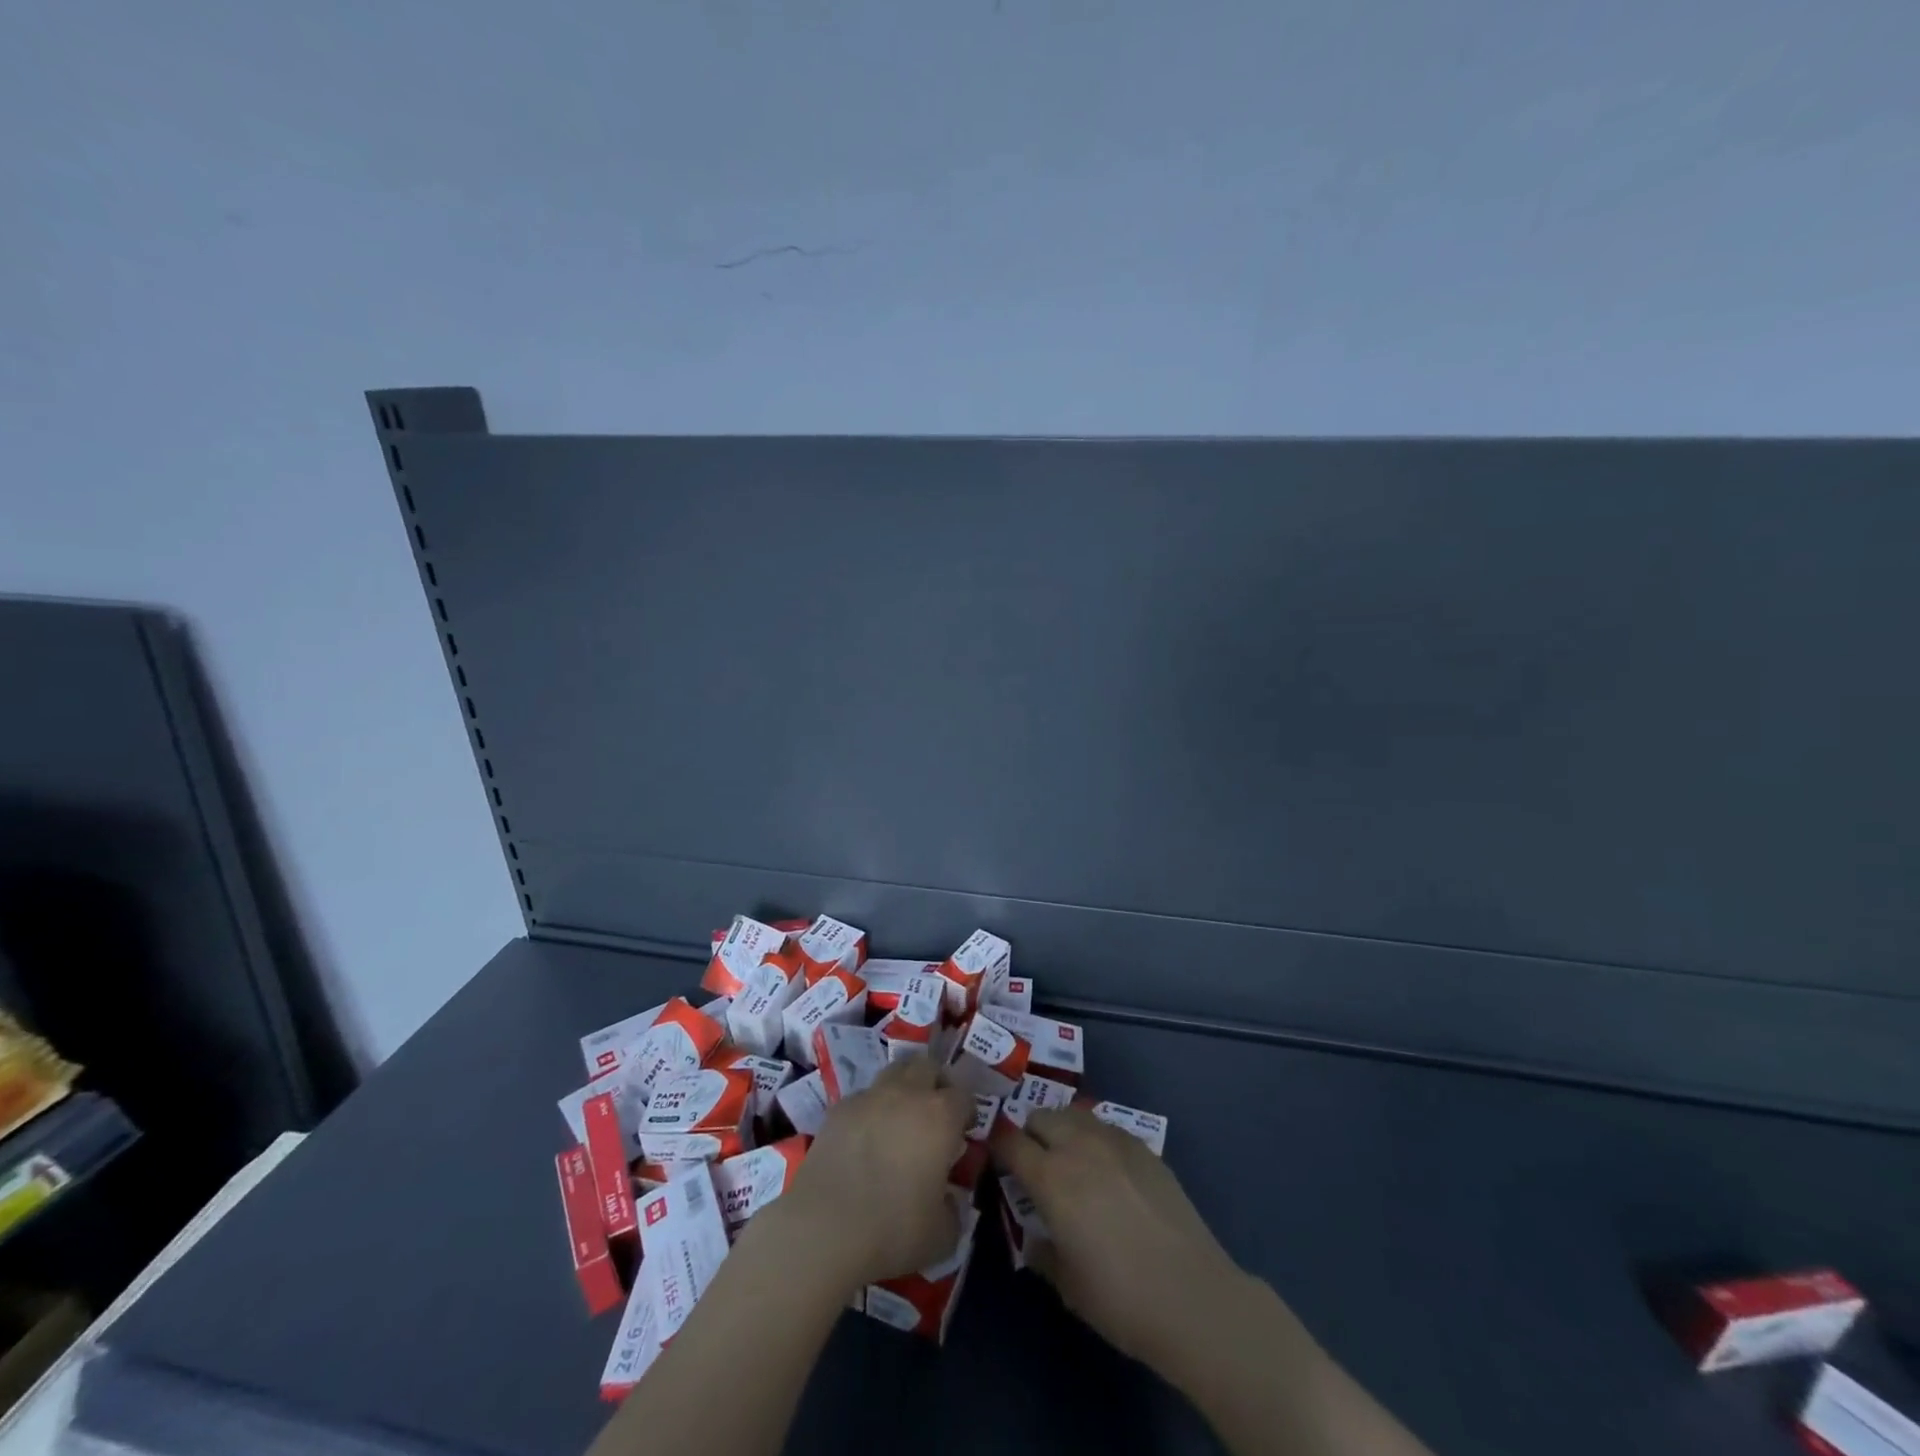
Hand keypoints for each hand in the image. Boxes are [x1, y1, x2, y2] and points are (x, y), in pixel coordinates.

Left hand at [773, 1055, 971, 1290]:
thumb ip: (953, 1210)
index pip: (964, 1096)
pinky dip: (871, 1108)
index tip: (963, 1134)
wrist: (823, 1228)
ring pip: (894, 1072)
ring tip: (900, 1120)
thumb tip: (949, 1199)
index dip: (966, 1112)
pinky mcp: (838, 1109)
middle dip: (936, 1084)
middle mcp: (907, 1094)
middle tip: (935, 1114)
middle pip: (927, 1067)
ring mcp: (869, 1097)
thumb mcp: (941, 1236)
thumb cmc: (893, 1230)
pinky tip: (865, 1138)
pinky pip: (863, 1097)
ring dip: (903, 1087)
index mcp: (940, 1117)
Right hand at [993, 1105, 1247, 1374]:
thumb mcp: (1066, 1283)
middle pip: (1040, 1116)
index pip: (1009, 1142)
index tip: (997, 1161)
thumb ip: (1041, 1248)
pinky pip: (1106, 1128)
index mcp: (1050, 1177)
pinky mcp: (1143, 1146)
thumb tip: (1035, 1233)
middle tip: (1035, 1165)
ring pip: (1074, 1115)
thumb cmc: (1119, 1298)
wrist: (1192, 1296)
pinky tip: (1107, 1171)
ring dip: (1063, 1131)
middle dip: (1030, 1134)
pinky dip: (1095, 1139)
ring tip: (1071, 1162)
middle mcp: (1078, 1146)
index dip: (998, 1147)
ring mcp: (1114, 1141)